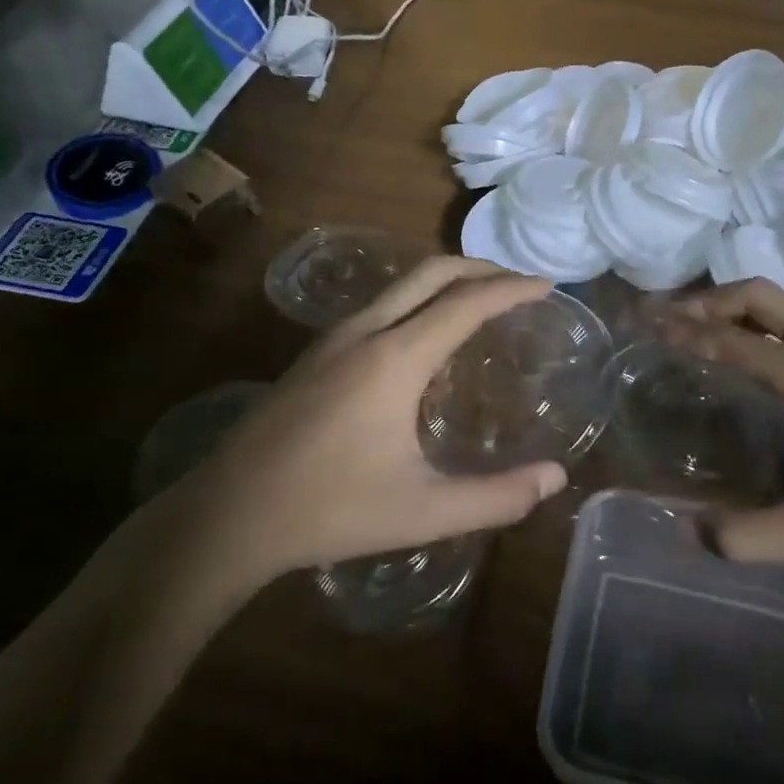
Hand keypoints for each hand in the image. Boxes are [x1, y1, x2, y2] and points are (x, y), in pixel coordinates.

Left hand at [164, 258, 569, 584]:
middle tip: (517, 284)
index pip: (466, 302)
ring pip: (399, 285)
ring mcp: (331, 339)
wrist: (227, 515)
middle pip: (431, 272)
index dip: (511, 289)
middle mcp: (364, 332)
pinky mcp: (312, 355)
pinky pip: (378, 306)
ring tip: (478, 303)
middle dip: (480, 268)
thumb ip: (496, 497)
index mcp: (396, 358)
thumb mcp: (424, 512)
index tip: (546, 286)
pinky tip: (422, 341)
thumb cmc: (331, 510)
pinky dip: (416, 301)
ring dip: (445, 281)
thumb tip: (556, 477)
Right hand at [675, 280, 783, 597]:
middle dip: (711, 298)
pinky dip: (777, 319)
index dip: (686, 331)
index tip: (648, 321)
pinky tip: (775, 352)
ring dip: (746, 304)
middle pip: (763, 297)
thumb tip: (690, 533)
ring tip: (711, 324)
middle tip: (671, 314)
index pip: (735, 342)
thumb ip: (751, 537)